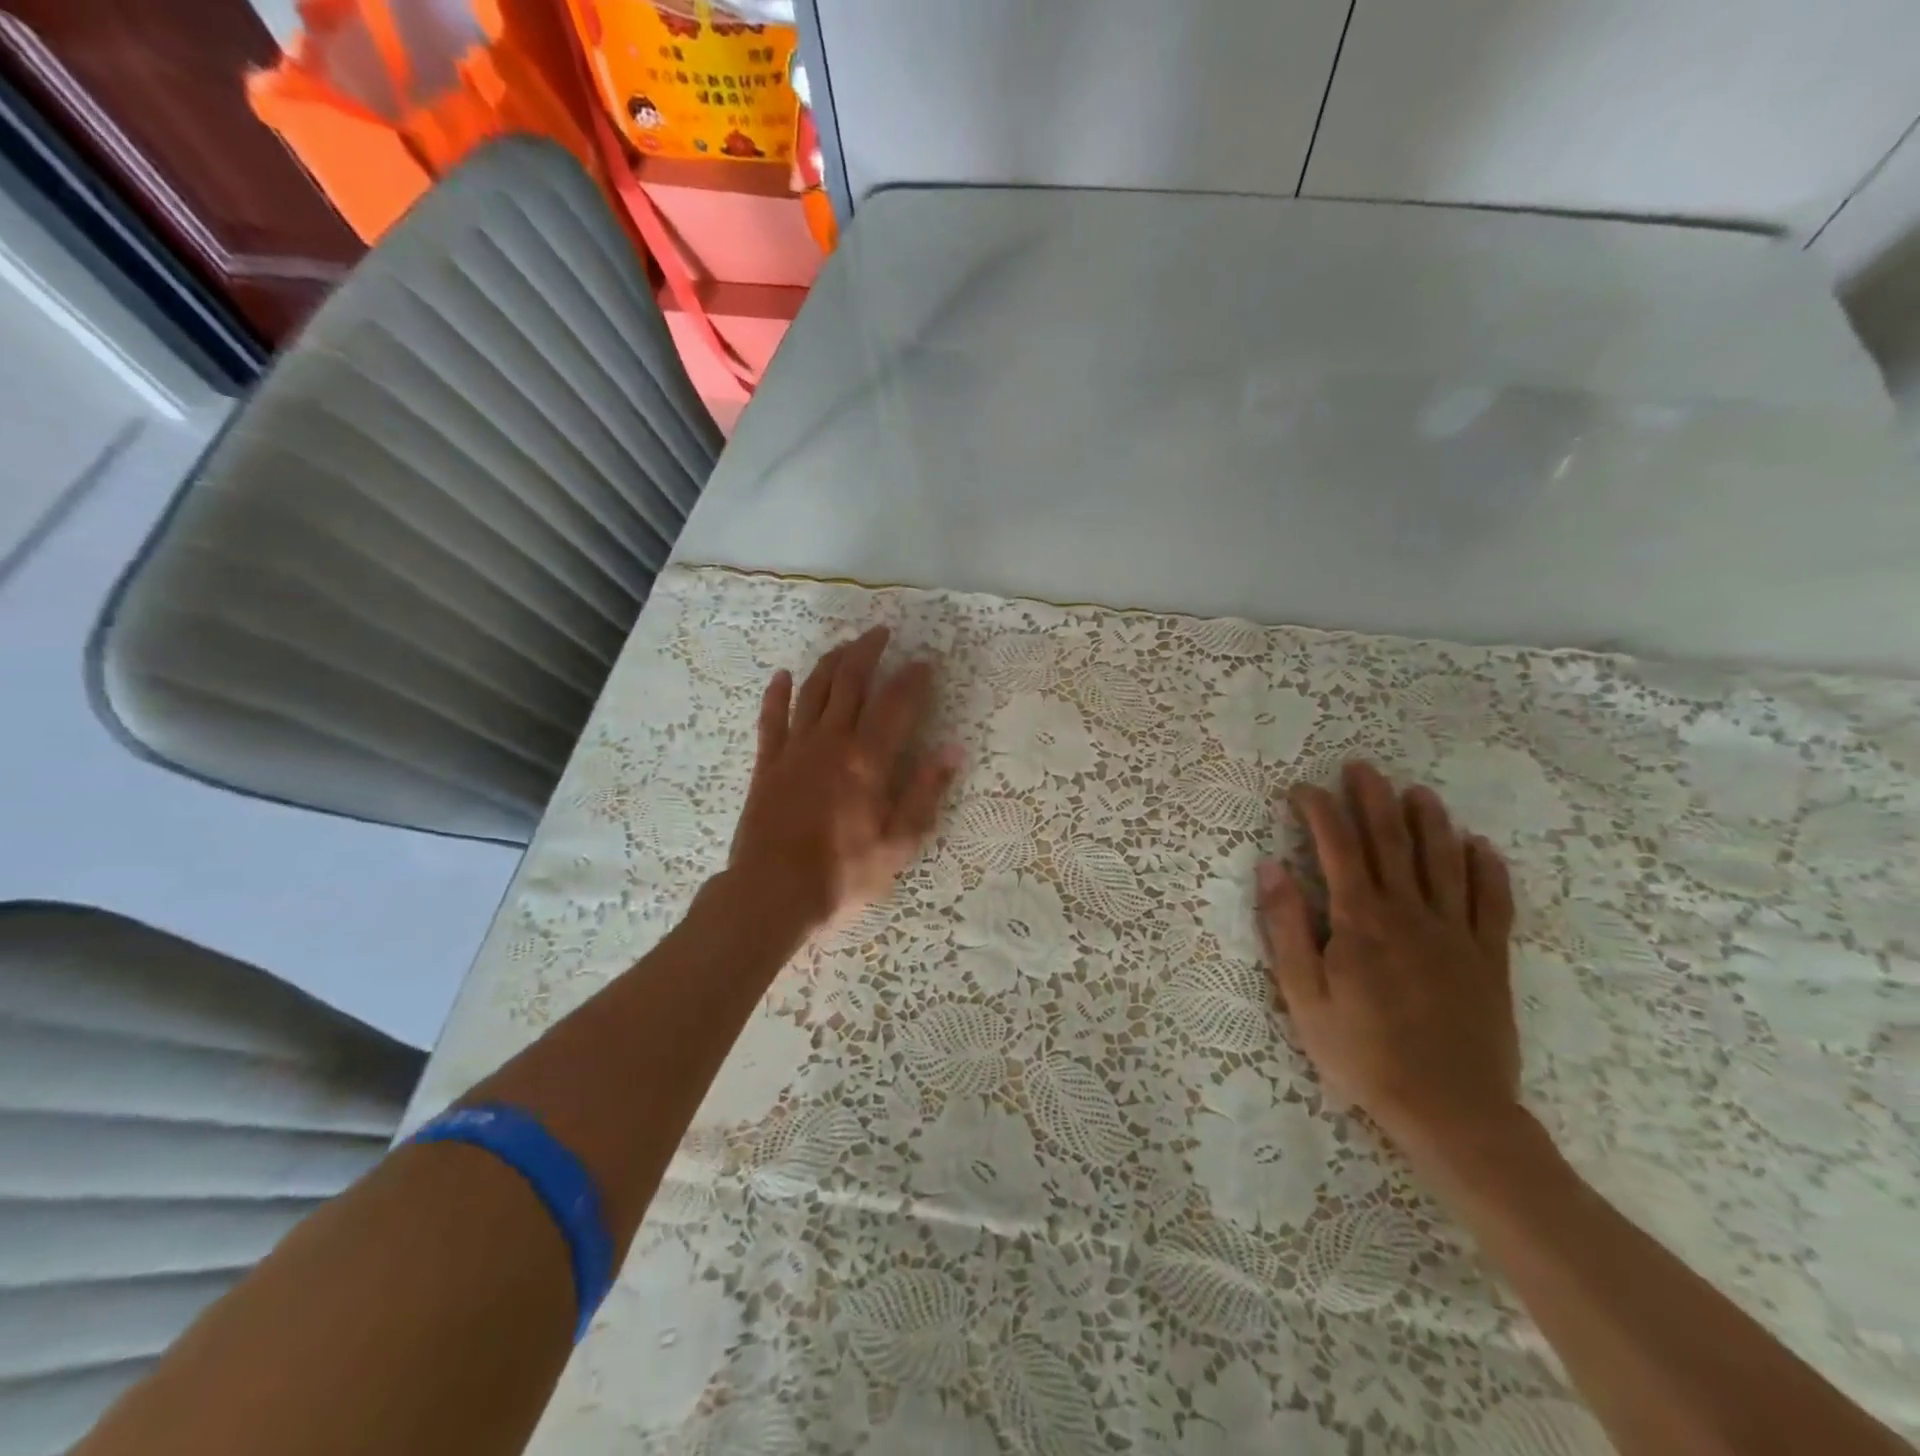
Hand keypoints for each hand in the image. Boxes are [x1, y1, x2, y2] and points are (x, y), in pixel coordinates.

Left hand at [729, 625, 961, 932]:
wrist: (772, 893)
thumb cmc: (842, 873)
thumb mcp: (899, 844)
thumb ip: (925, 792)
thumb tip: (952, 749)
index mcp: (867, 760)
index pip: (896, 704)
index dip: (912, 678)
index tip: (924, 661)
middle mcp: (831, 742)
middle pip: (850, 681)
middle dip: (868, 652)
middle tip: (881, 632)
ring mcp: (794, 749)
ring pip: (813, 690)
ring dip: (830, 662)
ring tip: (845, 645)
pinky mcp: (766, 764)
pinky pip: (771, 719)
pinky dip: (777, 694)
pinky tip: (783, 675)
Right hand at [1255, 761, 1520, 1162]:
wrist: (1450, 1111)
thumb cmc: (1362, 1053)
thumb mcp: (1303, 995)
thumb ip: (1287, 927)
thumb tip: (1271, 867)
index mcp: (1360, 921)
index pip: (1338, 848)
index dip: (1320, 812)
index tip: (1303, 789)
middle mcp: (1410, 914)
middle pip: (1391, 842)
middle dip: (1373, 800)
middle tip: (1361, 768)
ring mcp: (1456, 934)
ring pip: (1444, 862)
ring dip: (1429, 822)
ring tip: (1417, 792)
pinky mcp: (1489, 959)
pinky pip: (1492, 903)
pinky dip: (1488, 870)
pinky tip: (1480, 846)